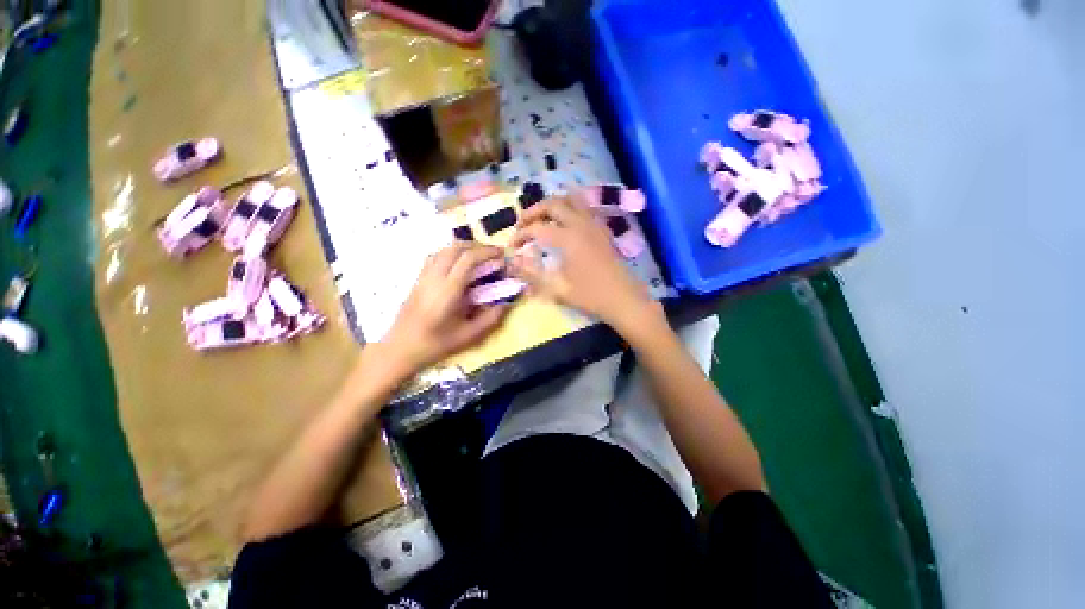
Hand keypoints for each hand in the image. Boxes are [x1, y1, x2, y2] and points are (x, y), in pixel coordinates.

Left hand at [381, 243, 509, 372]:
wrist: (401, 348)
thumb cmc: (436, 344)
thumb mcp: (469, 335)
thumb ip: (491, 318)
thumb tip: (507, 302)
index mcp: (449, 290)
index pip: (468, 259)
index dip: (487, 252)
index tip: (501, 254)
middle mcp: (435, 277)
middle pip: (455, 248)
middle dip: (477, 246)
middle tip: (492, 253)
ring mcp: (424, 276)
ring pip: (443, 249)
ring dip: (463, 247)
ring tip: (478, 256)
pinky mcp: (418, 279)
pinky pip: (435, 257)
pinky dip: (450, 253)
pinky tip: (458, 264)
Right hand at [510, 193, 658, 331]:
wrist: (623, 299)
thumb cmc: (590, 296)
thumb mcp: (557, 289)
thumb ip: (532, 274)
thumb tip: (511, 262)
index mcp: (569, 238)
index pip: (536, 228)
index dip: (520, 235)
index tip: (512, 246)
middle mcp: (581, 224)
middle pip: (553, 203)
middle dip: (533, 211)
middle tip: (522, 225)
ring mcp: (594, 224)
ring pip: (571, 200)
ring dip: (552, 205)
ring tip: (541, 219)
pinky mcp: (602, 229)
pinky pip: (583, 208)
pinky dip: (568, 209)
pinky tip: (563, 224)